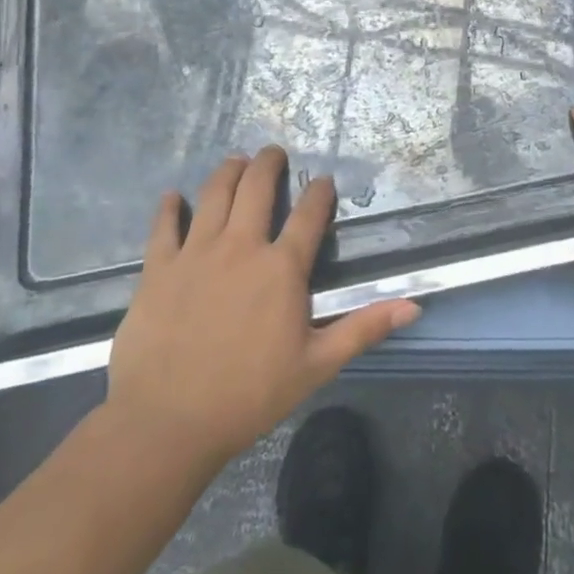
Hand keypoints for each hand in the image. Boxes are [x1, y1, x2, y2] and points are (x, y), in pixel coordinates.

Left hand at [106, 147, 418, 468]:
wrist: (169, 421)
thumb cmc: (250, 395)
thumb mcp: (317, 365)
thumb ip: (364, 328)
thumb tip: (414, 306)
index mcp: (282, 268)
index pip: (309, 214)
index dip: (320, 193)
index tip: (324, 181)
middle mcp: (241, 246)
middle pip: (256, 187)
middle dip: (268, 163)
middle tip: (273, 152)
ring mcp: (196, 252)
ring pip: (214, 194)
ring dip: (227, 171)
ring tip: (235, 161)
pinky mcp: (159, 268)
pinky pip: (164, 226)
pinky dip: (169, 208)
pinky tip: (172, 197)